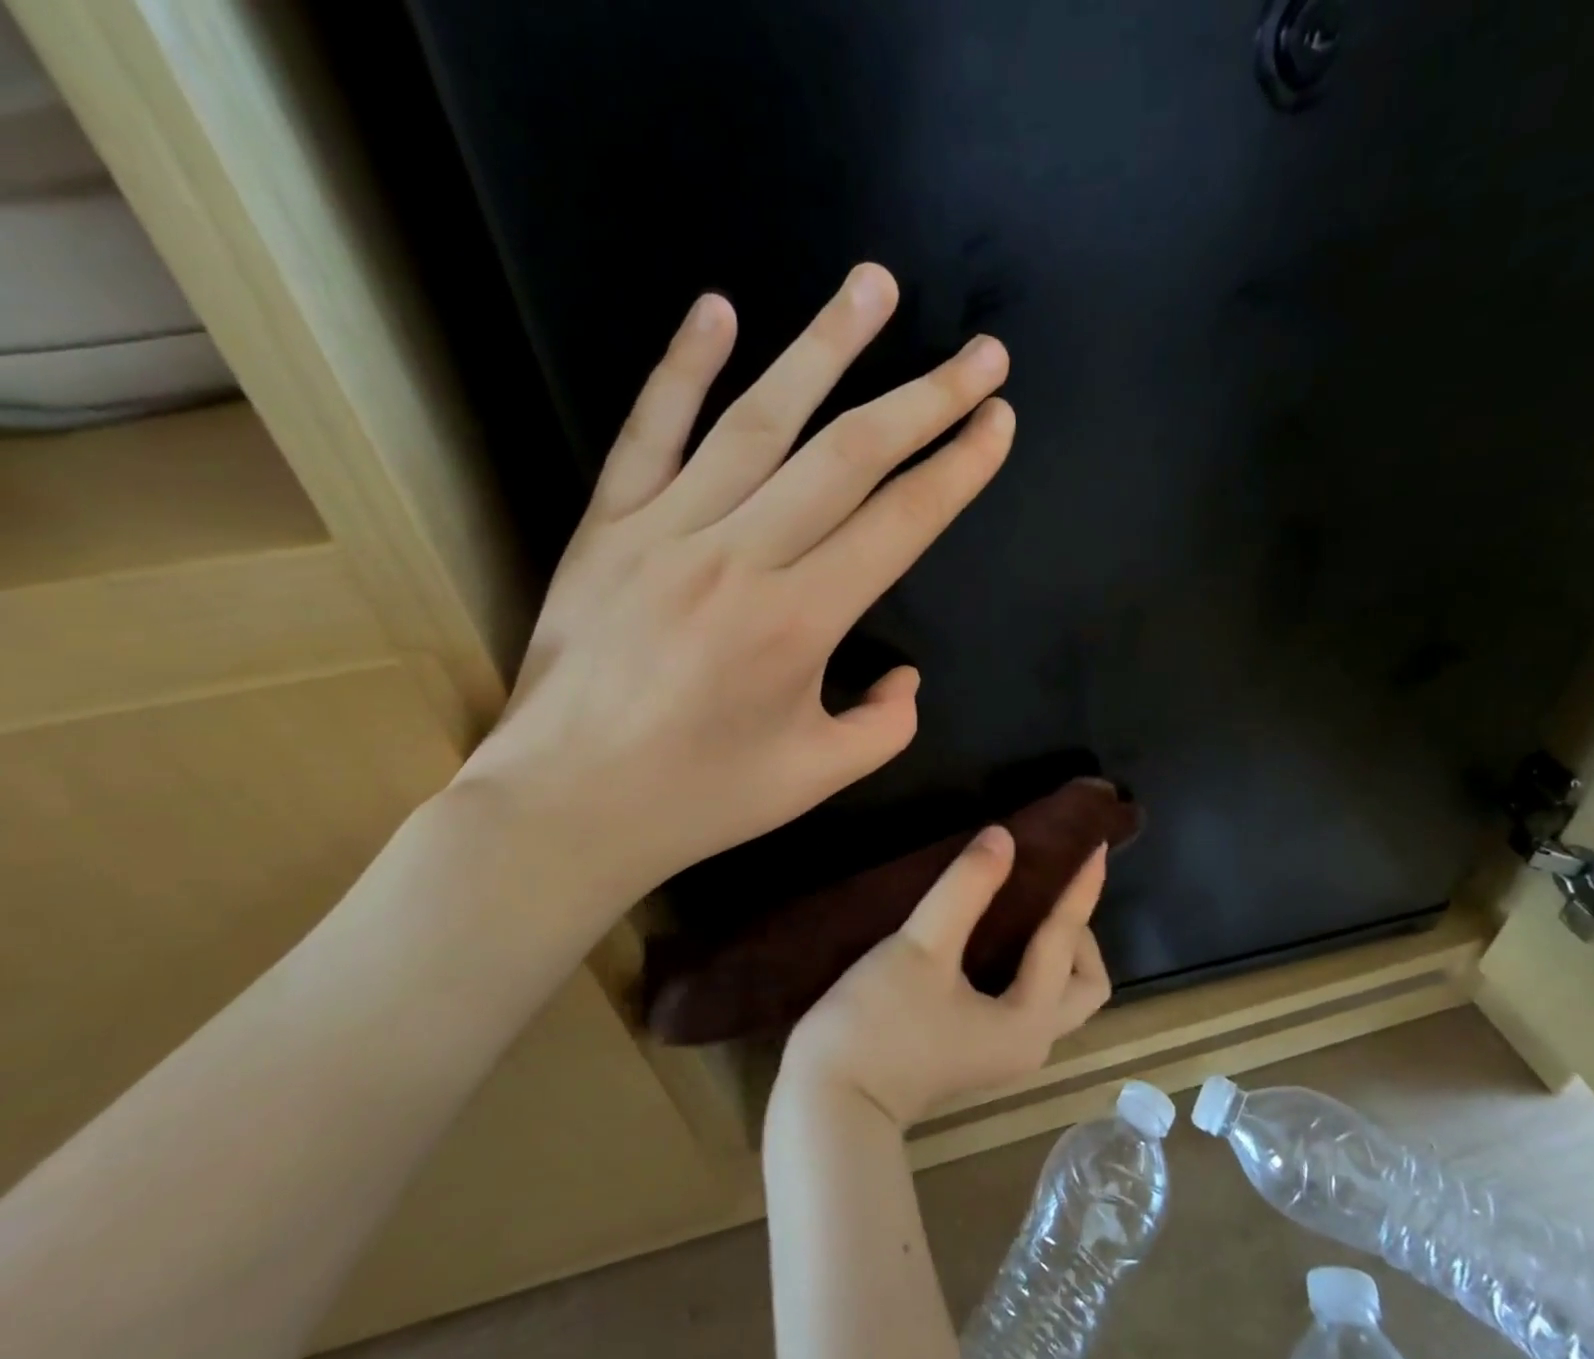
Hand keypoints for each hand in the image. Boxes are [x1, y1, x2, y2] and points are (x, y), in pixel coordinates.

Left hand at [450, 265, 1014, 928]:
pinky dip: (682, 367)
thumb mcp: (818, 778)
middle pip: (848, 457)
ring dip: (824, 347)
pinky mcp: (607, 527)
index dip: (958, 469)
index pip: (900, 523)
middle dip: (925, 400)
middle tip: (981, 355)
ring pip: (758, 421)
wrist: (564, 806)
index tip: (998, 422)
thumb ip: (885, 725)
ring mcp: (666, 531)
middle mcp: (740, 558)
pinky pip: (648, 432)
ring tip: (874, 286)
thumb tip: (904, 675)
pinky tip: (719, 309)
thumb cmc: (700, 798)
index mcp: (799, 623)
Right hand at [777, 827, 1112, 1127]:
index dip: (1080, 891)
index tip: (1093, 846)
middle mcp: (1029, 1042)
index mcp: (1029, 1020)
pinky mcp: (975, 1051)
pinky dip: (1025, 965)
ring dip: (1053, 950)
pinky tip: (991, 935)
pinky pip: (1024, 1000)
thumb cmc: (878, 1024)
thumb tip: (1003, 838)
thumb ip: (965, 889)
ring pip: (1054, 995)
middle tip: (1049, 889)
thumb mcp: (922, 947)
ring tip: (1025, 902)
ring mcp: (1002, 1052)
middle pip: (1083, 984)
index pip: (1067, 942)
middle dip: (1077, 933)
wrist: (826, 1107)